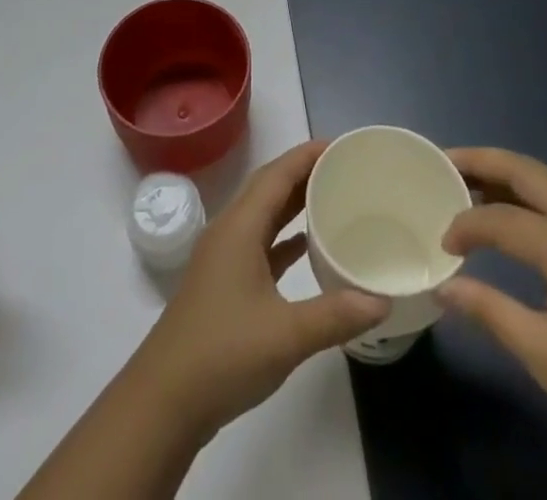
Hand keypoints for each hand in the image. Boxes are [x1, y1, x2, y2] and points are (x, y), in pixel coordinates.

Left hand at [130, 141, 390, 438]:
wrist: (165, 399)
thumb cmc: (223, 354)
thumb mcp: (286, 335)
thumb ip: (335, 315)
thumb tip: (381, 299)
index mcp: (240, 226)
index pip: (277, 173)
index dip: (308, 154)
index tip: (342, 146)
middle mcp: (230, 230)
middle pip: (269, 186)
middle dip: (304, 171)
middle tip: (344, 168)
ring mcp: (224, 256)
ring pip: (263, 213)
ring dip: (293, 201)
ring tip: (332, 196)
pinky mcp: (225, 282)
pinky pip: (260, 241)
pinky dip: (284, 236)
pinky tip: (307, 245)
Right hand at [437, 148, 546, 473]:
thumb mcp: (546, 357)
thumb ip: (490, 312)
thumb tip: (443, 288)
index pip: (502, 219)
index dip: (465, 225)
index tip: (442, 245)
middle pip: (525, 170)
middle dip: (480, 160)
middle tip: (440, 164)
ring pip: (544, 178)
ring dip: (503, 172)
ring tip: (464, 179)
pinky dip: (526, 191)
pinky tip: (506, 209)